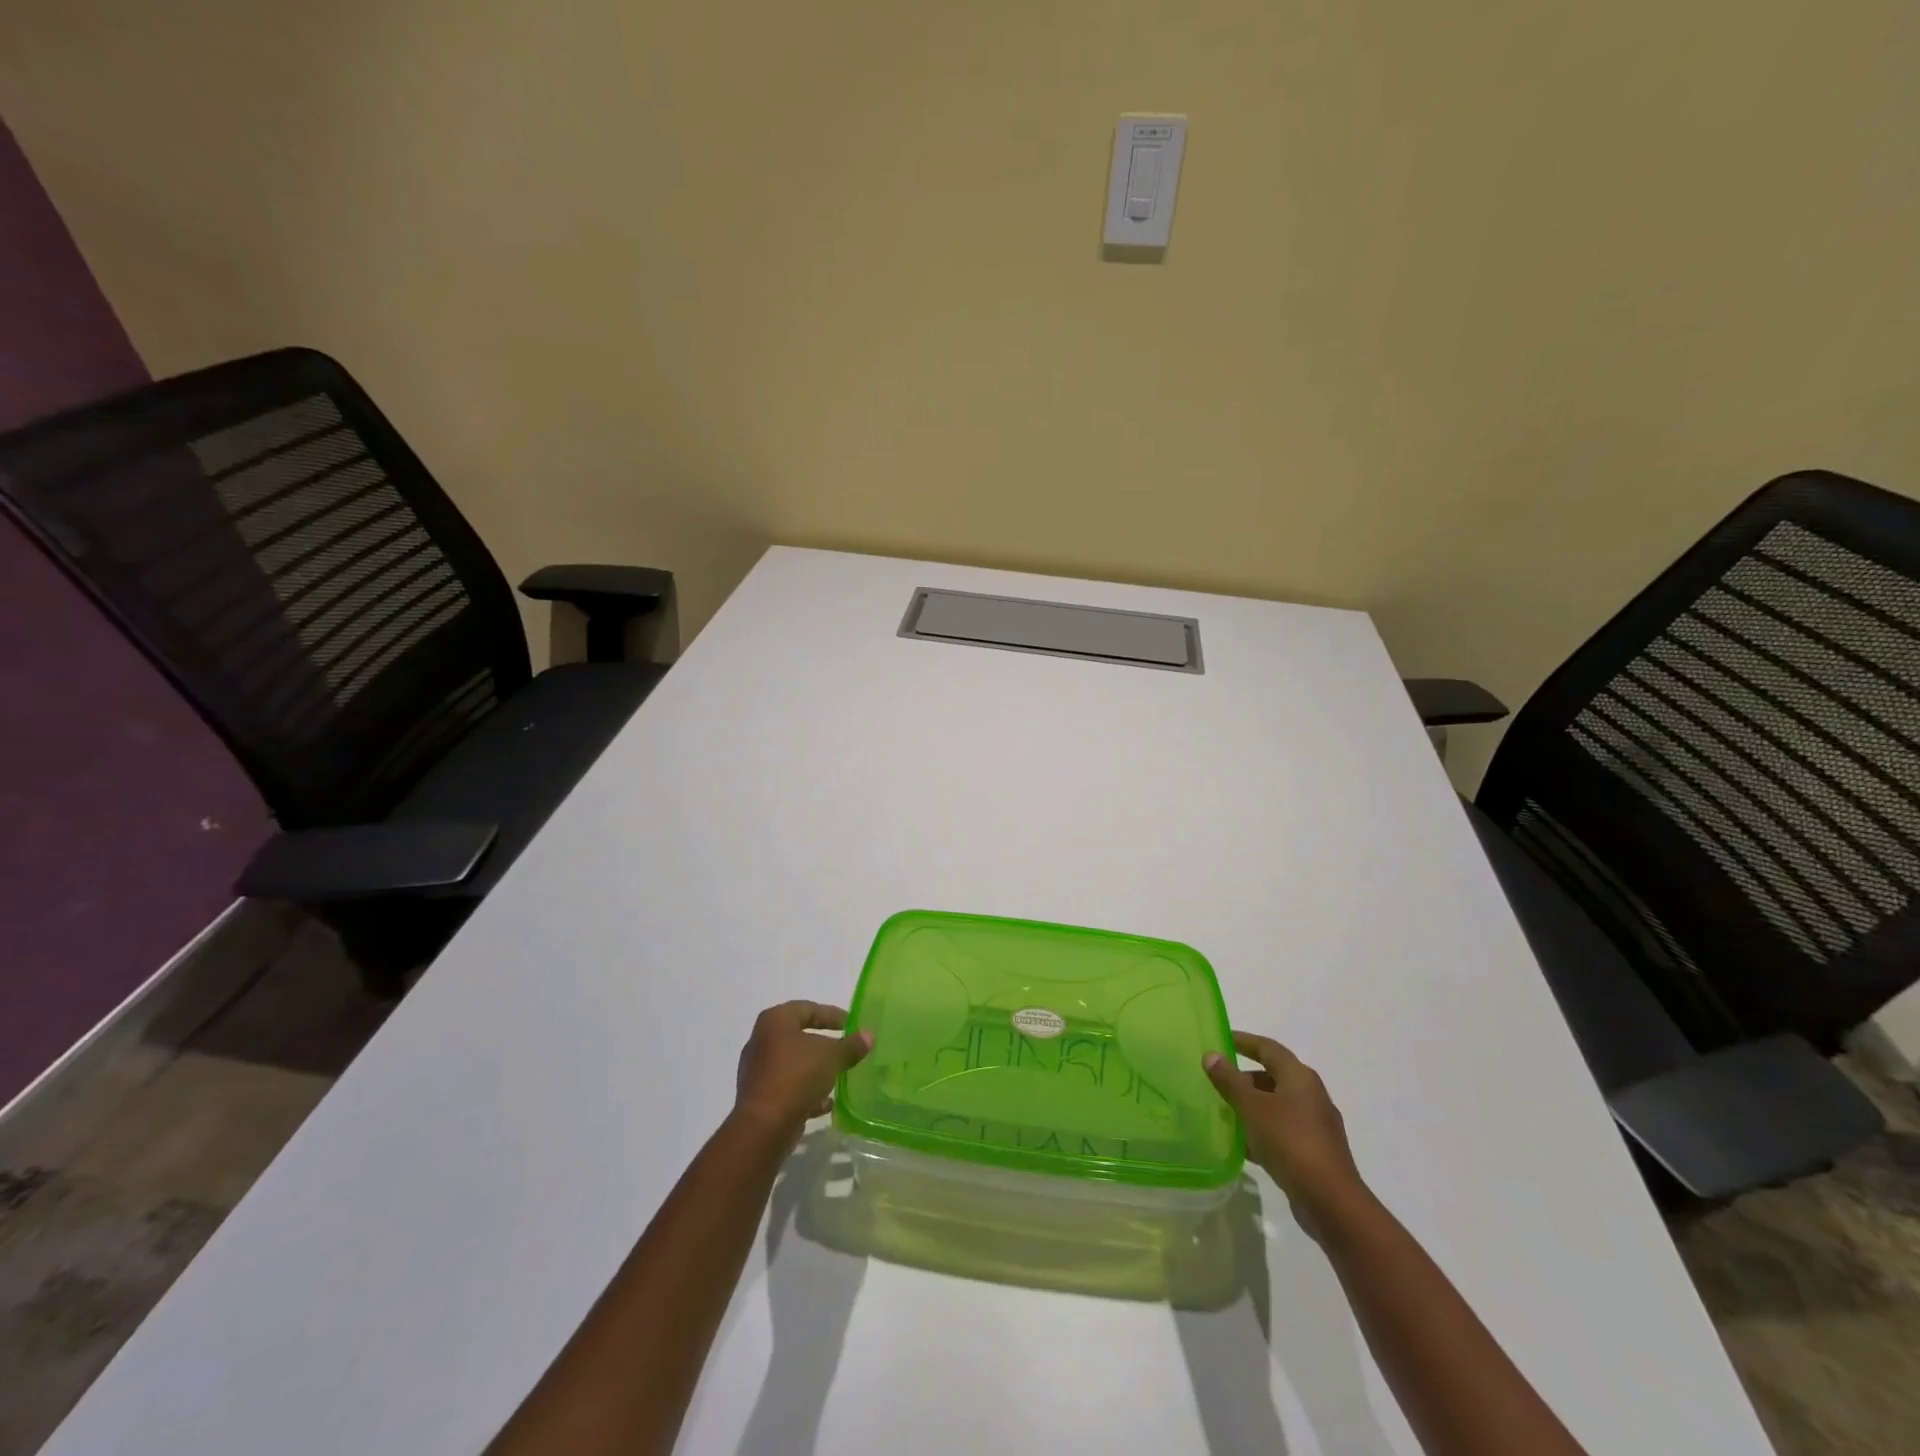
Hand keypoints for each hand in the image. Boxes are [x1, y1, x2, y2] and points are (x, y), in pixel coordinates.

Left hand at [733, 1001, 873, 1136]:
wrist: (764, 1126)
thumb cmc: (797, 1076)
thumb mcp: (831, 1056)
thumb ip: (851, 1045)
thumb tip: (869, 1035)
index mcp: (775, 1021)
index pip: (808, 1009)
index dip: (832, 1015)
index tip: (852, 1025)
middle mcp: (762, 1040)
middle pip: (799, 1036)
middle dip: (824, 1044)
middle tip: (847, 1049)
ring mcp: (758, 1070)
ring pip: (794, 1064)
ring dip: (816, 1070)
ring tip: (839, 1076)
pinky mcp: (759, 1097)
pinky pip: (788, 1087)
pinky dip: (806, 1092)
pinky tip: (826, 1103)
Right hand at [1204, 1031, 1366, 1214]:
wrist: (1331, 1201)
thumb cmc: (1289, 1142)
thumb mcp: (1252, 1107)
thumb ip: (1229, 1080)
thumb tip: (1211, 1055)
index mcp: (1299, 1077)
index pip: (1268, 1048)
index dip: (1244, 1041)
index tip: (1221, 1039)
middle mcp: (1311, 1095)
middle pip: (1273, 1076)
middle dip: (1244, 1078)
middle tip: (1217, 1081)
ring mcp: (1316, 1125)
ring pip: (1277, 1105)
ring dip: (1252, 1106)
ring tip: (1224, 1112)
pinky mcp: (1315, 1151)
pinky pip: (1282, 1130)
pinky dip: (1262, 1130)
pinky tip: (1243, 1144)